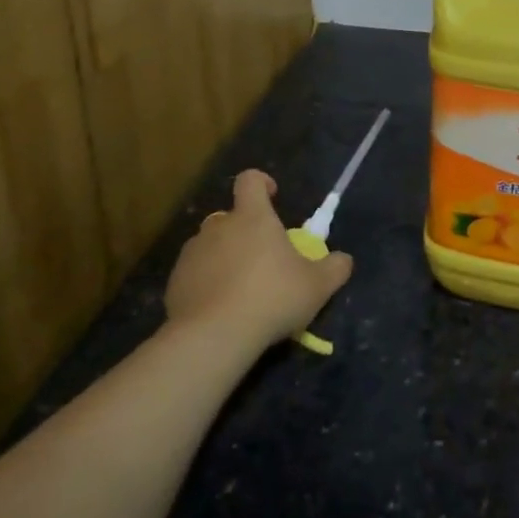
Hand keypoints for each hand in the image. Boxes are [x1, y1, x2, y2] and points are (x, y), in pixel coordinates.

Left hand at [165, 170, 353, 351]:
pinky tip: (218, 310)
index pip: (250, 180)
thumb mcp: (317, 286)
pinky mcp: (175, 282)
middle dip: (244, 232)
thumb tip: (343, 260)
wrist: (214, 337)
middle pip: (230, 217)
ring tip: (239, 289)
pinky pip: (194, 274)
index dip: (261, 183)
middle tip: (262, 260)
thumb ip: (335, 268)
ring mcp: (193, 254)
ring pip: (210, 246)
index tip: (272, 197)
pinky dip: (205, 284)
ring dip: (223, 258)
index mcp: (252, 217)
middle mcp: (219, 227)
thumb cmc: (272, 298)